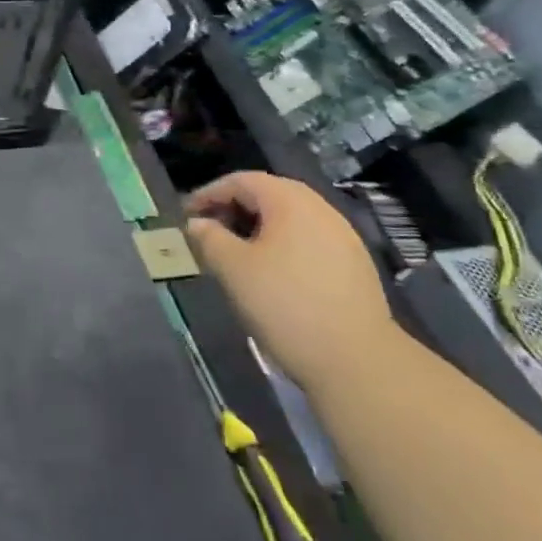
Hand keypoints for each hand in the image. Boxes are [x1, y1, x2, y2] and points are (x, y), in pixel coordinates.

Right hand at [186, 171, 401, 393]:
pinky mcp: (354, 264)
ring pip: (290, 219)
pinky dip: (281, 245)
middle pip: (269, 195)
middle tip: (208, 231)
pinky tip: (270, 273)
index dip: (209, 193)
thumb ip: (209, 238)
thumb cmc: (284, 304)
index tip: (186, 216)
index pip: (242, 181)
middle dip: (233, 208)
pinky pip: (308, 240)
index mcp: (291, 202)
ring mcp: (343, 237)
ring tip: (234, 253)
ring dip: (257, 227)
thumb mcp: (233, 269)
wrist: (355, 359)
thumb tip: (197, 223)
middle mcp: (320, 210)